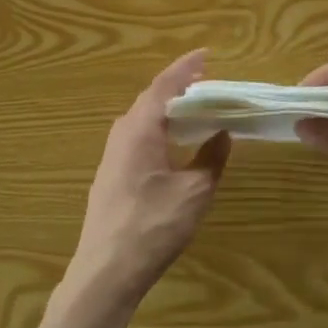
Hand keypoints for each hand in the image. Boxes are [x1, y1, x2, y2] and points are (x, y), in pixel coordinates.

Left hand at [65, 50, 231, 316]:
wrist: (105, 272)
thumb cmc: (153, 226)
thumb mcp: (194, 191)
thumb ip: (211, 158)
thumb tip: (222, 134)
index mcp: (140, 128)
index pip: (164, 85)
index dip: (186, 68)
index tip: (206, 54)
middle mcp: (122, 133)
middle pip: (151, 99)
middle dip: (179, 87)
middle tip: (207, 82)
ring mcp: (112, 155)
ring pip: (143, 119)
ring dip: (168, 109)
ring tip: (195, 107)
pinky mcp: (111, 175)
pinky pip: (138, 137)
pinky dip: (159, 129)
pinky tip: (174, 142)